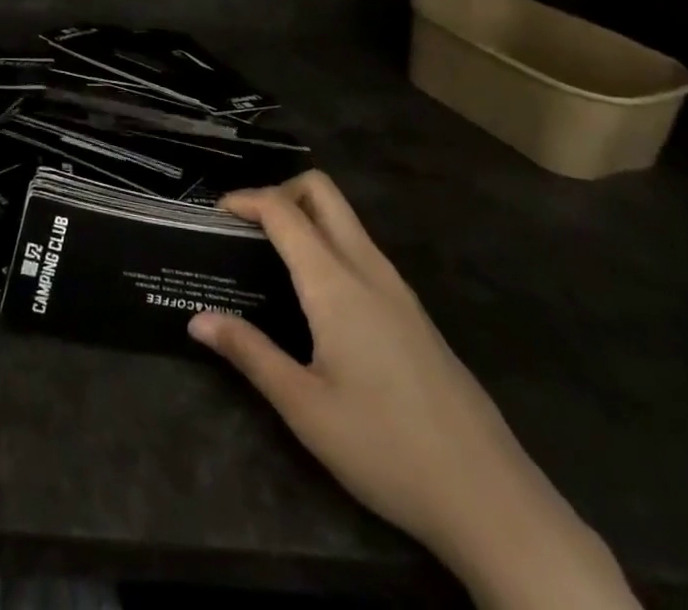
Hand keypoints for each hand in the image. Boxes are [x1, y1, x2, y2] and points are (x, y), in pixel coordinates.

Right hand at [189, 172, 636, 609]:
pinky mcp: (414, 311)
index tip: (216, 211)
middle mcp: (368, 268)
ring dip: (306, 216)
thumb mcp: (304, 408)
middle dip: (281, 191)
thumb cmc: (385, 448)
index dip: (246, 200)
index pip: (284, 211)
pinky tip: (316, 292)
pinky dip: (329, 242)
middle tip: (247, 225)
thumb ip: (249, 353)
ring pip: (346, 219)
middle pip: (323, 192)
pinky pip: (363, 249)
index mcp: (336, 283)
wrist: (490, 497)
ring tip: (272, 253)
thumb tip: (198, 319)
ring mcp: (397, 287)